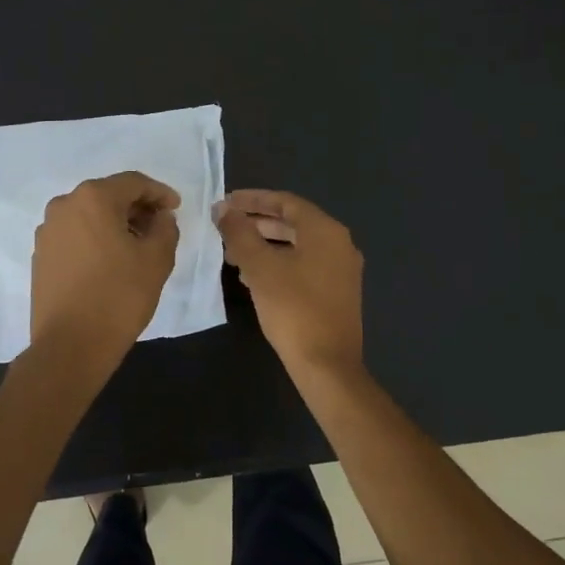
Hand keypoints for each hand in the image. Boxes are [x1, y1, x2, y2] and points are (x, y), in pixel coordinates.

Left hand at [30, 172, 180, 370]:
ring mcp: (47, 231)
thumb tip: (160, 218)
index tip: (176, 208)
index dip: (159, 193)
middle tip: (159, 227)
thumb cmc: (118, 296)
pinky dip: (96, 239)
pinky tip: (111, 261)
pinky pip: (75, 235)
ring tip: (137, 246)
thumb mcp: (157, 259)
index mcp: (93, 198)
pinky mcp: (41, 256)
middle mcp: (64, 206)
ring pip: (89, 216)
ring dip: (115, 224)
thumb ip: (165, 228)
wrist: (70, 345)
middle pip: (108, 196)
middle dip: (136, 207)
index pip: (133, 183)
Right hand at [214, 189, 363, 376]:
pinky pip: (304, 265)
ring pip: (297, 246)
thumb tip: (223, 209)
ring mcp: (341, 269)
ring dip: (265, 245)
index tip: (225, 203)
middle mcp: (339, 243)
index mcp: (325, 230)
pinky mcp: (338, 292)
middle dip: (256, 223)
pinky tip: (254, 278)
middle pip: (293, 222)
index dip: (253, 199)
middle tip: (225, 228)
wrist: (327, 365)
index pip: (285, 202)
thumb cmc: (293, 309)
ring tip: (232, 254)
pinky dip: (279, 263)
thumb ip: (239, 233)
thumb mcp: (260, 268)